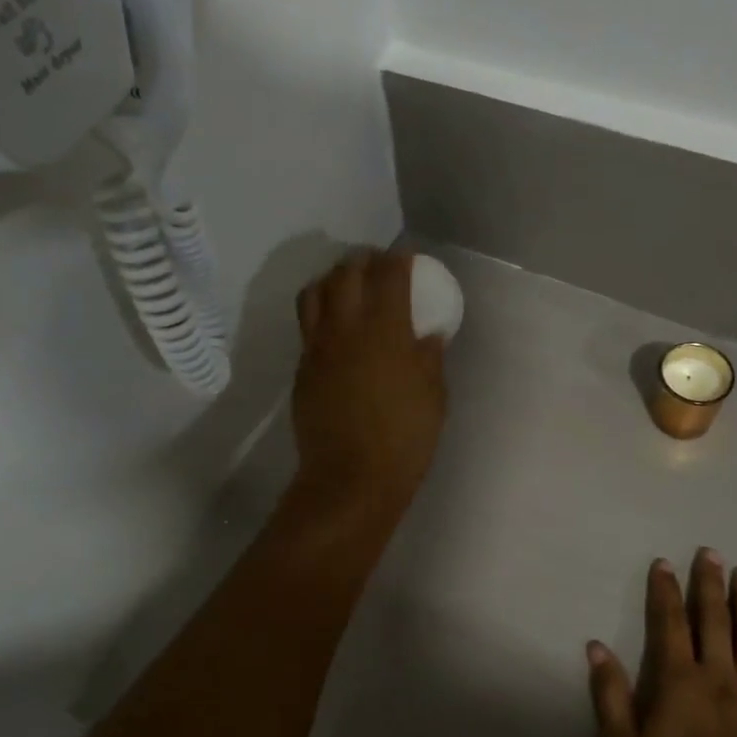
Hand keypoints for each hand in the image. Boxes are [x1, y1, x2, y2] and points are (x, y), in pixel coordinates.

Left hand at [291, 250, 447, 522]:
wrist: (350, 478)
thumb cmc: (404, 439)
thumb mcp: (433, 395)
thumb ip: (429, 357)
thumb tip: (427, 334)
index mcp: (386, 330)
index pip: (388, 275)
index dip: (398, 259)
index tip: (406, 258)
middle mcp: (346, 328)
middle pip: (346, 273)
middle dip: (363, 260)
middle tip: (377, 266)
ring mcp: (317, 347)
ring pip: (315, 292)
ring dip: (333, 279)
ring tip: (347, 286)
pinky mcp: (302, 367)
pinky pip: (307, 324)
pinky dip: (320, 311)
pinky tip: (335, 327)